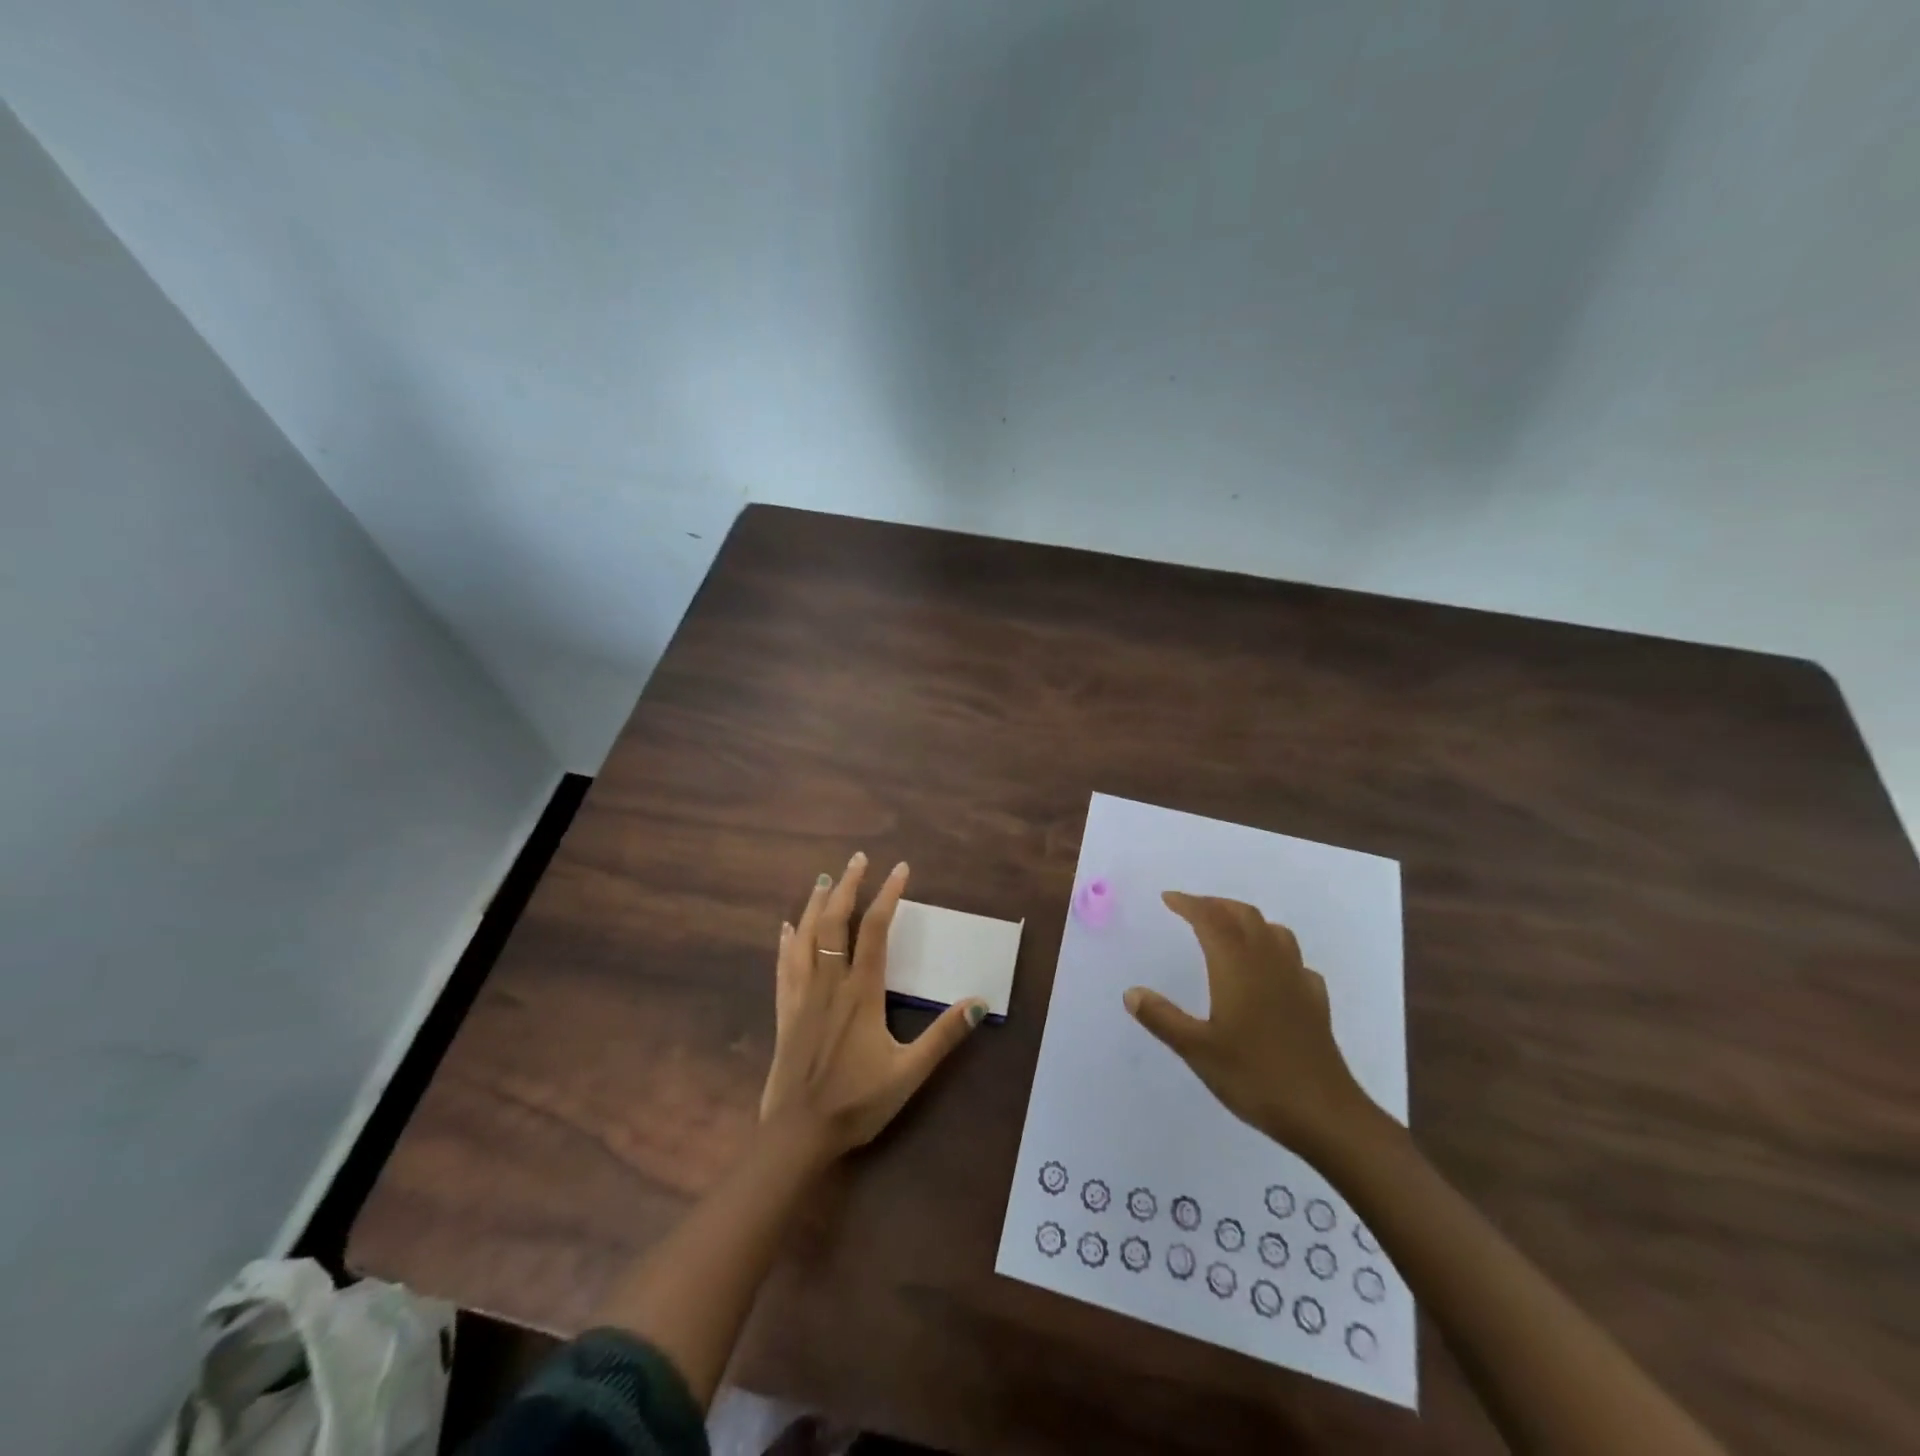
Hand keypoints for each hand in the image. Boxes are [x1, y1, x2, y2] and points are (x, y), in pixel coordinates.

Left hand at [759, 853, 984, 1160]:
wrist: (798, 1135)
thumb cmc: (856, 1102)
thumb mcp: (909, 1073)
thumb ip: (943, 1036)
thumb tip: (980, 1002)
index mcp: (861, 992)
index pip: (875, 930)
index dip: (888, 895)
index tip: (900, 869)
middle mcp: (829, 982)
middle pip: (835, 922)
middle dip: (847, 886)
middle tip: (857, 859)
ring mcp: (802, 995)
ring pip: (806, 937)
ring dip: (816, 904)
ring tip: (824, 879)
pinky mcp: (785, 1012)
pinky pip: (783, 966)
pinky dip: (787, 942)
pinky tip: (786, 928)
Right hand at [1124, 891, 1373, 1157]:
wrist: (1324, 1114)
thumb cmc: (1255, 1077)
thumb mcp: (1197, 1050)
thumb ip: (1162, 1018)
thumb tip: (1131, 993)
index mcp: (1237, 966)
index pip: (1211, 919)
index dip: (1189, 904)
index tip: (1168, 899)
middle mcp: (1268, 963)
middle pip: (1244, 916)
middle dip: (1216, 905)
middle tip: (1192, 909)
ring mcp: (1297, 980)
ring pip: (1274, 932)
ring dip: (1247, 921)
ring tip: (1229, 930)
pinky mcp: (1315, 1002)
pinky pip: (1294, 961)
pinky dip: (1276, 953)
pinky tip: (1270, 973)